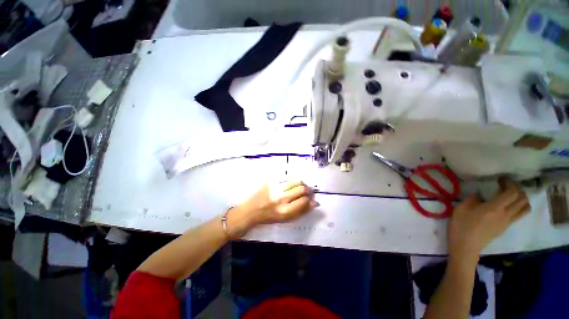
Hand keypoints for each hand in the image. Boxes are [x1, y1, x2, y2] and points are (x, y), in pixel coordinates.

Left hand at [226, 179, 317, 237]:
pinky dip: (292, 181)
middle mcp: (281, 199)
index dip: (310, 199)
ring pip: (296, 181)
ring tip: (300, 187)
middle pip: (301, 189)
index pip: (304, 201)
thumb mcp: (285, 220)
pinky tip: (291, 184)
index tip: (312, 198)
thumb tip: (314, 203)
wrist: (250, 211)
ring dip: (301, 184)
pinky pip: (287, 178)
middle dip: (308, 190)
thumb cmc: (268, 218)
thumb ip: (301, 211)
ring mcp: (275, 188)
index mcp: (284, 211)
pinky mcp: (271, 182)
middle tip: (308, 191)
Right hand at [448, 178, 529, 262]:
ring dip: (521, 198)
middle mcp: (505, 214)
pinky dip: (517, 206)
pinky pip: (518, 214)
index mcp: (495, 208)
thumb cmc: (461, 226)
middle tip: (506, 184)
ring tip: (510, 194)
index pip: (512, 193)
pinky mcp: (505, 227)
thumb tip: (480, 195)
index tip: (500, 178)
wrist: (465, 246)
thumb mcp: (461, 209)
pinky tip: (506, 205)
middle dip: (517, 188)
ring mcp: (507, 222)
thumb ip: (472, 199)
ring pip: (524, 208)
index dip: (509, 183)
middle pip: (522, 199)